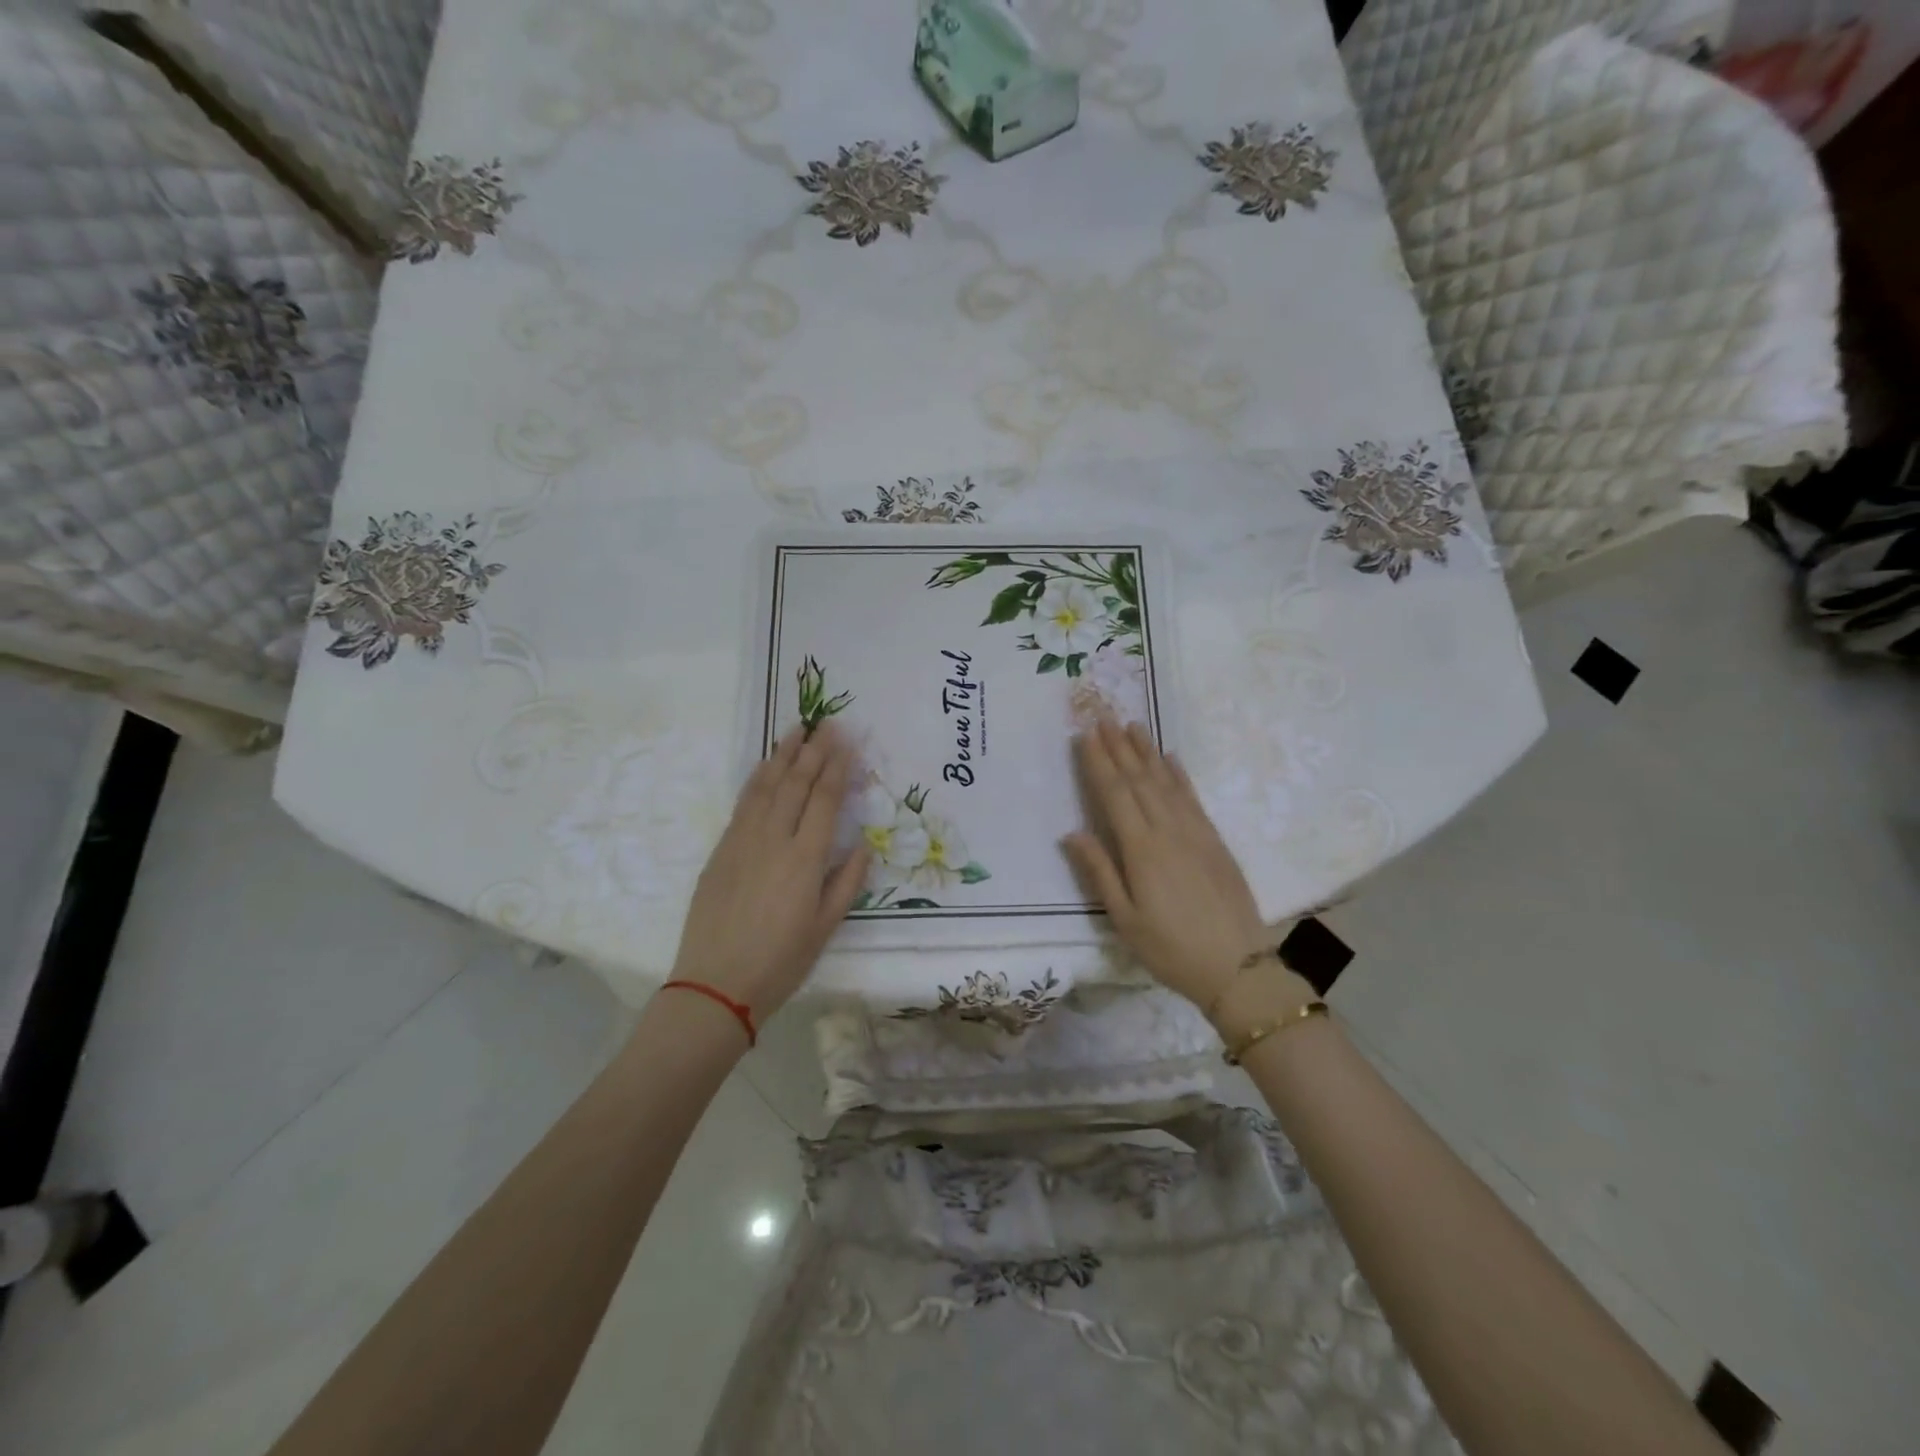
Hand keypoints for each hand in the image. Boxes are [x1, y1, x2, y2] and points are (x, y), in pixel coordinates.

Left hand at [671, 725, 869, 1023]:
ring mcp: (743, 841)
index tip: (846, 740)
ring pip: (766, 787)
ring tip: (796, 730)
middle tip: (826, 723)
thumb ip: (847, 882)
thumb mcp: (826, 927)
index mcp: (805, 858)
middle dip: (813, 750)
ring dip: (783, 755)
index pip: (825, 799)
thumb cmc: (780, 962)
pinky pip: (743, 803)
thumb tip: (863, 845)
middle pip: (796, 784)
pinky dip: (757, 779)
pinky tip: (766, 767)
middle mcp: (774, 839)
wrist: (715, 984)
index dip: (837, 766)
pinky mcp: (721, 849)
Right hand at [1063, 720, 1307, 1022]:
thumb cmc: (1171, 949)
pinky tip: (1171, 759)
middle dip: (1119, 746)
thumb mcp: (1125, 919)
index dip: (1098, 763)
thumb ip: (1099, 872)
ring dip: (1147, 752)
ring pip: (1166, 782)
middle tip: (1103, 716)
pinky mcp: (1215, 840)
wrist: (1238, 967)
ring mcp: (1195, 832)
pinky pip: (1193, 797)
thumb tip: (1071, 833)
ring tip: (1132, 725)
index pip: (1114, 794)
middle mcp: (1168, 830)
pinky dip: (1179, 775)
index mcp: (1141, 849)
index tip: (1086, 735)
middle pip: (1139, 780)